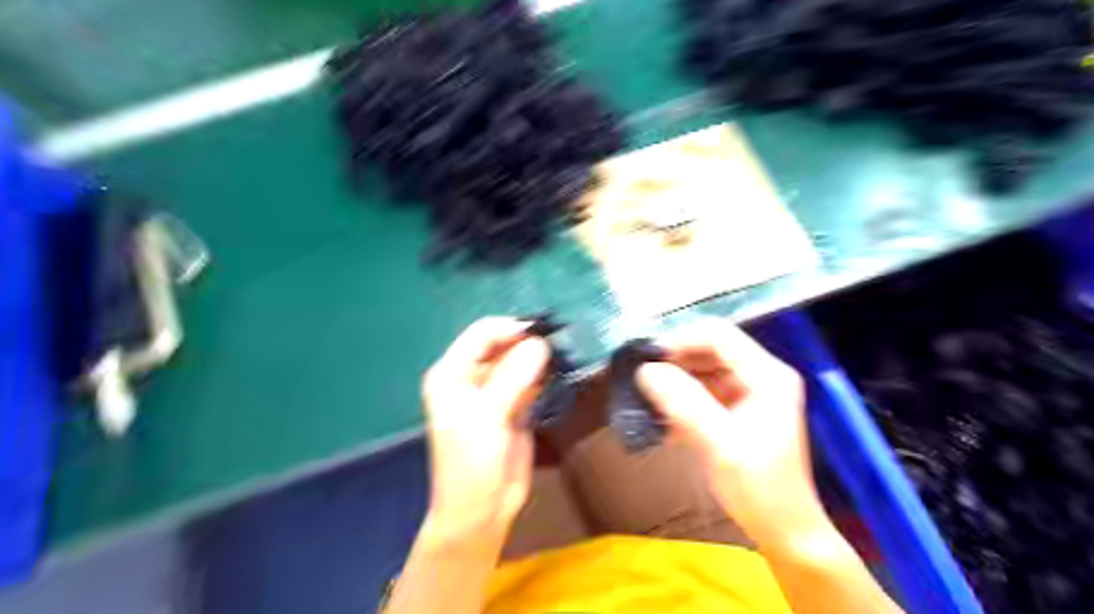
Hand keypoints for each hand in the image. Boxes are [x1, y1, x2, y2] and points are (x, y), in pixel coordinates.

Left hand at [423, 318, 550, 534]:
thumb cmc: (472, 463)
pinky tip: (561, 373)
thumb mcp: (488, 416)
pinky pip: (531, 381)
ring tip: (564, 356)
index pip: (482, 334)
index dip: (511, 329)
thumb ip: (513, 377)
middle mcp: (471, 376)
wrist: (482, 510)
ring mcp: (494, 391)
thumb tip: (541, 344)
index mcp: (452, 373)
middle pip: (503, 345)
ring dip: (540, 359)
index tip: (543, 333)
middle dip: (529, 342)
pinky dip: (545, 376)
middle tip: (560, 346)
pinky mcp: (515, 406)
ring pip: (520, 362)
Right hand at [638, 322, 823, 546]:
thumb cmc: (760, 489)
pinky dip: (680, 399)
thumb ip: (683, 403)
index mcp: (766, 376)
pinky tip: (659, 415)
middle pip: (709, 349)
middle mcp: (759, 376)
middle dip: (674, 360)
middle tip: (639, 375)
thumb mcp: (720, 444)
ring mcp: (748, 393)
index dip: (681, 340)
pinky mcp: (736, 411)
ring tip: (644, 395)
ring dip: (673, 380)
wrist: (784, 532)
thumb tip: (646, 371)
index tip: (647, 357)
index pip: (719, 336)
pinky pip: (702, 392)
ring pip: (702, 370)